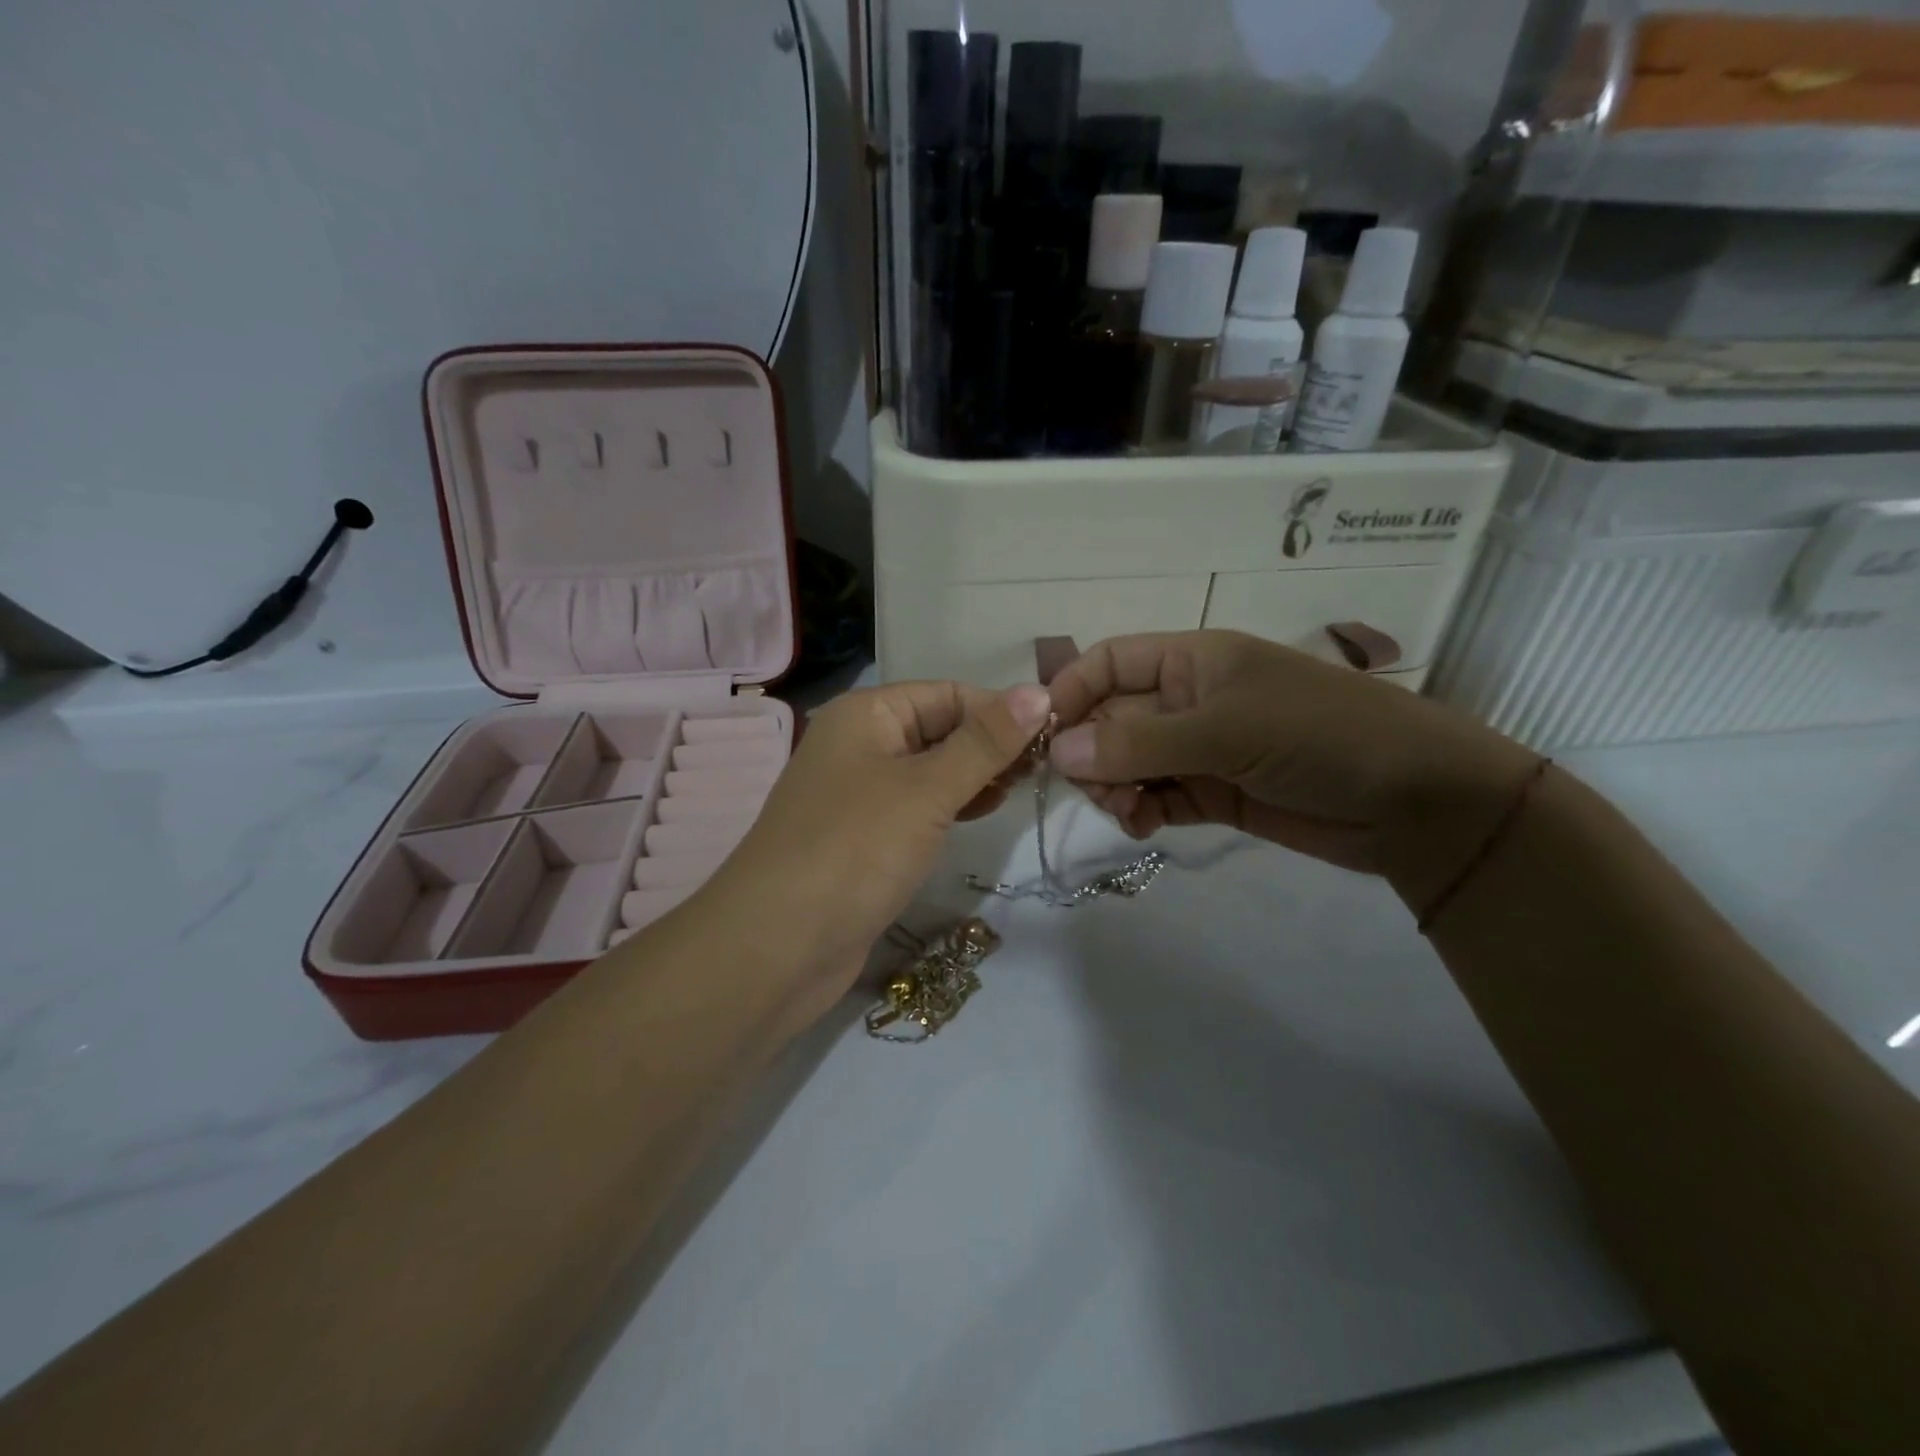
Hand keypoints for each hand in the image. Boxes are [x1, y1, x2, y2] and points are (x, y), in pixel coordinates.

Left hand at [708, 682, 1051, 1023]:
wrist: (776, 947)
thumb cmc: (855, 850)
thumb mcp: (927, 789)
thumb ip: (985, 742)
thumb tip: (1039, 690)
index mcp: (867, 714)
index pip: (948, 694)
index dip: (1000, 710)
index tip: (1054, 736)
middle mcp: (859, 744)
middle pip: (939, 729)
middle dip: (990, 745)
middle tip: (1043, 770)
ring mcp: (858, 793)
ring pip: (930, 770)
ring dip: (974, 776)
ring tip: (1020, 791)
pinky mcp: (863, 837)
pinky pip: (916, 807)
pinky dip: (950, 806)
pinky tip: (980, 815)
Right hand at [1045, 631, 1539, 908]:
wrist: (1416, 802)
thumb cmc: (1321, 735)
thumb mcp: (1228, 730)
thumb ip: (1140, 743)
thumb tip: (1057, 752)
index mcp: (1191, 660)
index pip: (1109, 663)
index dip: (1071, 692)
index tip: (1042, 737)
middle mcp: (1188, 700)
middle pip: (1111, 718)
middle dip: (1091, 752)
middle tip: (1093, 789)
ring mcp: (1201, 750)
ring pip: (1128, 763)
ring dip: (1113, 786)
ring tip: (1124, 811)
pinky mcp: (1215, 793)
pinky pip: (1157, 798)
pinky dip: (1140, 811)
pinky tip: (1142, 827)